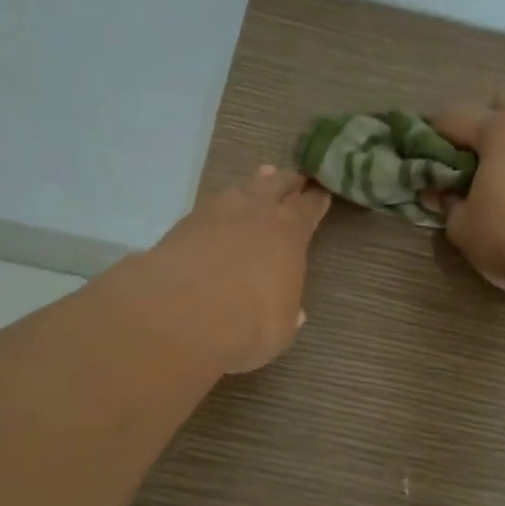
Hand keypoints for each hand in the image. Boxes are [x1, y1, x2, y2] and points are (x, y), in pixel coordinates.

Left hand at [147, 165, 332, 373]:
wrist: (182, 314)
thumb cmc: (249, 324)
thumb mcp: (281, 328)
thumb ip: (288, 314)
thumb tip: (295, 313)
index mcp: (290, 233)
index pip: (308, 207)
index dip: (316, 200)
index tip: (321, 194)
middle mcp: (257, 213)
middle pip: (277, 185)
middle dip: (288, 182)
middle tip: (295, 177)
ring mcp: (217, 213)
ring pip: (242, 189)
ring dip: (254, 185)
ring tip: (261, 179)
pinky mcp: (183, 224)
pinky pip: (211, 206)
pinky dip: (220, 207)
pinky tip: (219, 213)